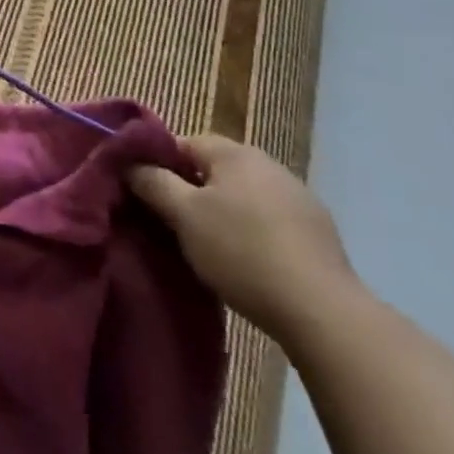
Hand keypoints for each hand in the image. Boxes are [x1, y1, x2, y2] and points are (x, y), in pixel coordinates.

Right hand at [129, 133, 358, 342]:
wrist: (322, 310)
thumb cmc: (241, 252)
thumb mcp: (183, 216)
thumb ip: (153, 182)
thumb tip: (130, 163)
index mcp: (234, 152)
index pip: (182, 142)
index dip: (159, 164)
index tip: (146, 193)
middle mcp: (268, 163)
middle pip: (214, 168)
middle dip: (191, 189)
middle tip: (172, 221)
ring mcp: (298, 196)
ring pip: (243, 194)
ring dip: (223, 211)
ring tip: (208, 244)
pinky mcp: (318, 230)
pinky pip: (269, 218)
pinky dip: (253, 230)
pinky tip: (248, 260)